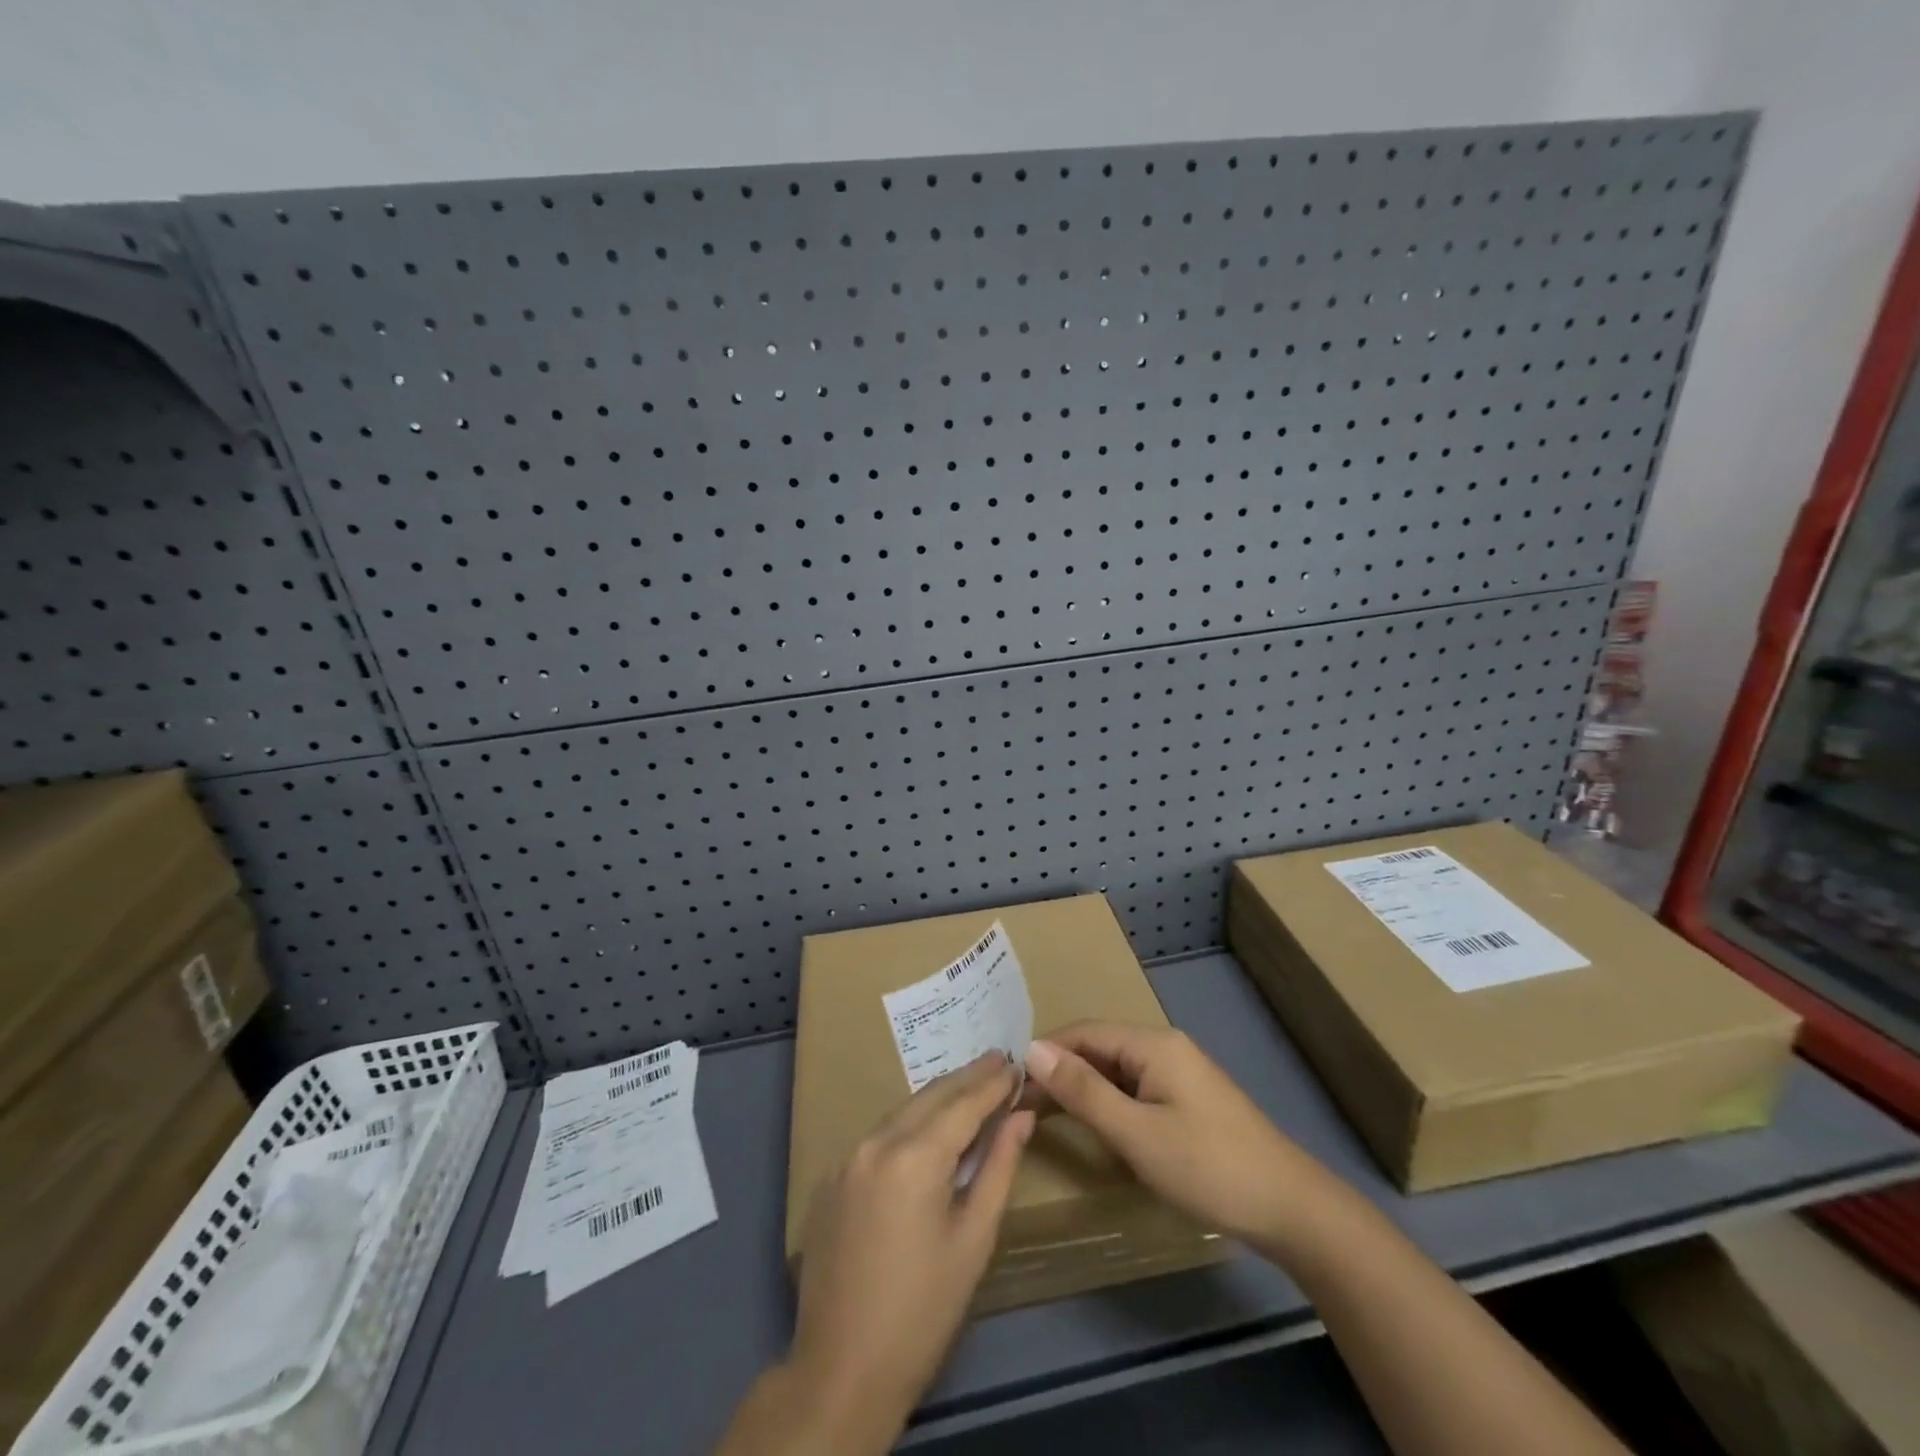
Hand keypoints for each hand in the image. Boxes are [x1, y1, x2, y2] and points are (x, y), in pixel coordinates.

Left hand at [784, 1054, 1033, 1447]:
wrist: (841, 1370)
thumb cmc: (923, 1310)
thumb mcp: (974, 1239)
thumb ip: (998, 1168)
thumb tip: (1021, 1116)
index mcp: (914, 1157)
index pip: (963, 1103)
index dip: (992, 1083)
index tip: (1016, 1064)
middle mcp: (876, 1143)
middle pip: (929, 1096)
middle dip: (966, 1078)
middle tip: (997, 1060)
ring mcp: (847, 1158)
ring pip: (901, 1112)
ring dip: (937, 1098)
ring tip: (969, 1087)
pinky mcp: (831, 1178)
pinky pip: (878, 1137)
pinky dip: (908, 1125)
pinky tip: (926, 1130)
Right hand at [1023, 1021, 1337, 1253]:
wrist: (1291, 1208)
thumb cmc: (1207, 1167)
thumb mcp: (1136, 1133)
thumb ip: (1083, 1091)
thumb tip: (1032, 1050)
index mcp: (1152, 1044)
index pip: (1083, 1032)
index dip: (1044, 1052)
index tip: (1009, 1080)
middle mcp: (1164, 1047)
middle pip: (1099, 1048)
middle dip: (1060, 1071)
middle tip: (1021, 1103)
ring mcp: (1179, 1073)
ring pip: (1116, 1070)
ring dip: (1082, 1088)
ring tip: (1044, 1114)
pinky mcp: (1188, 1099)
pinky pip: (1135, 1088)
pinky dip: (1108, 1102)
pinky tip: (1093, 1124)